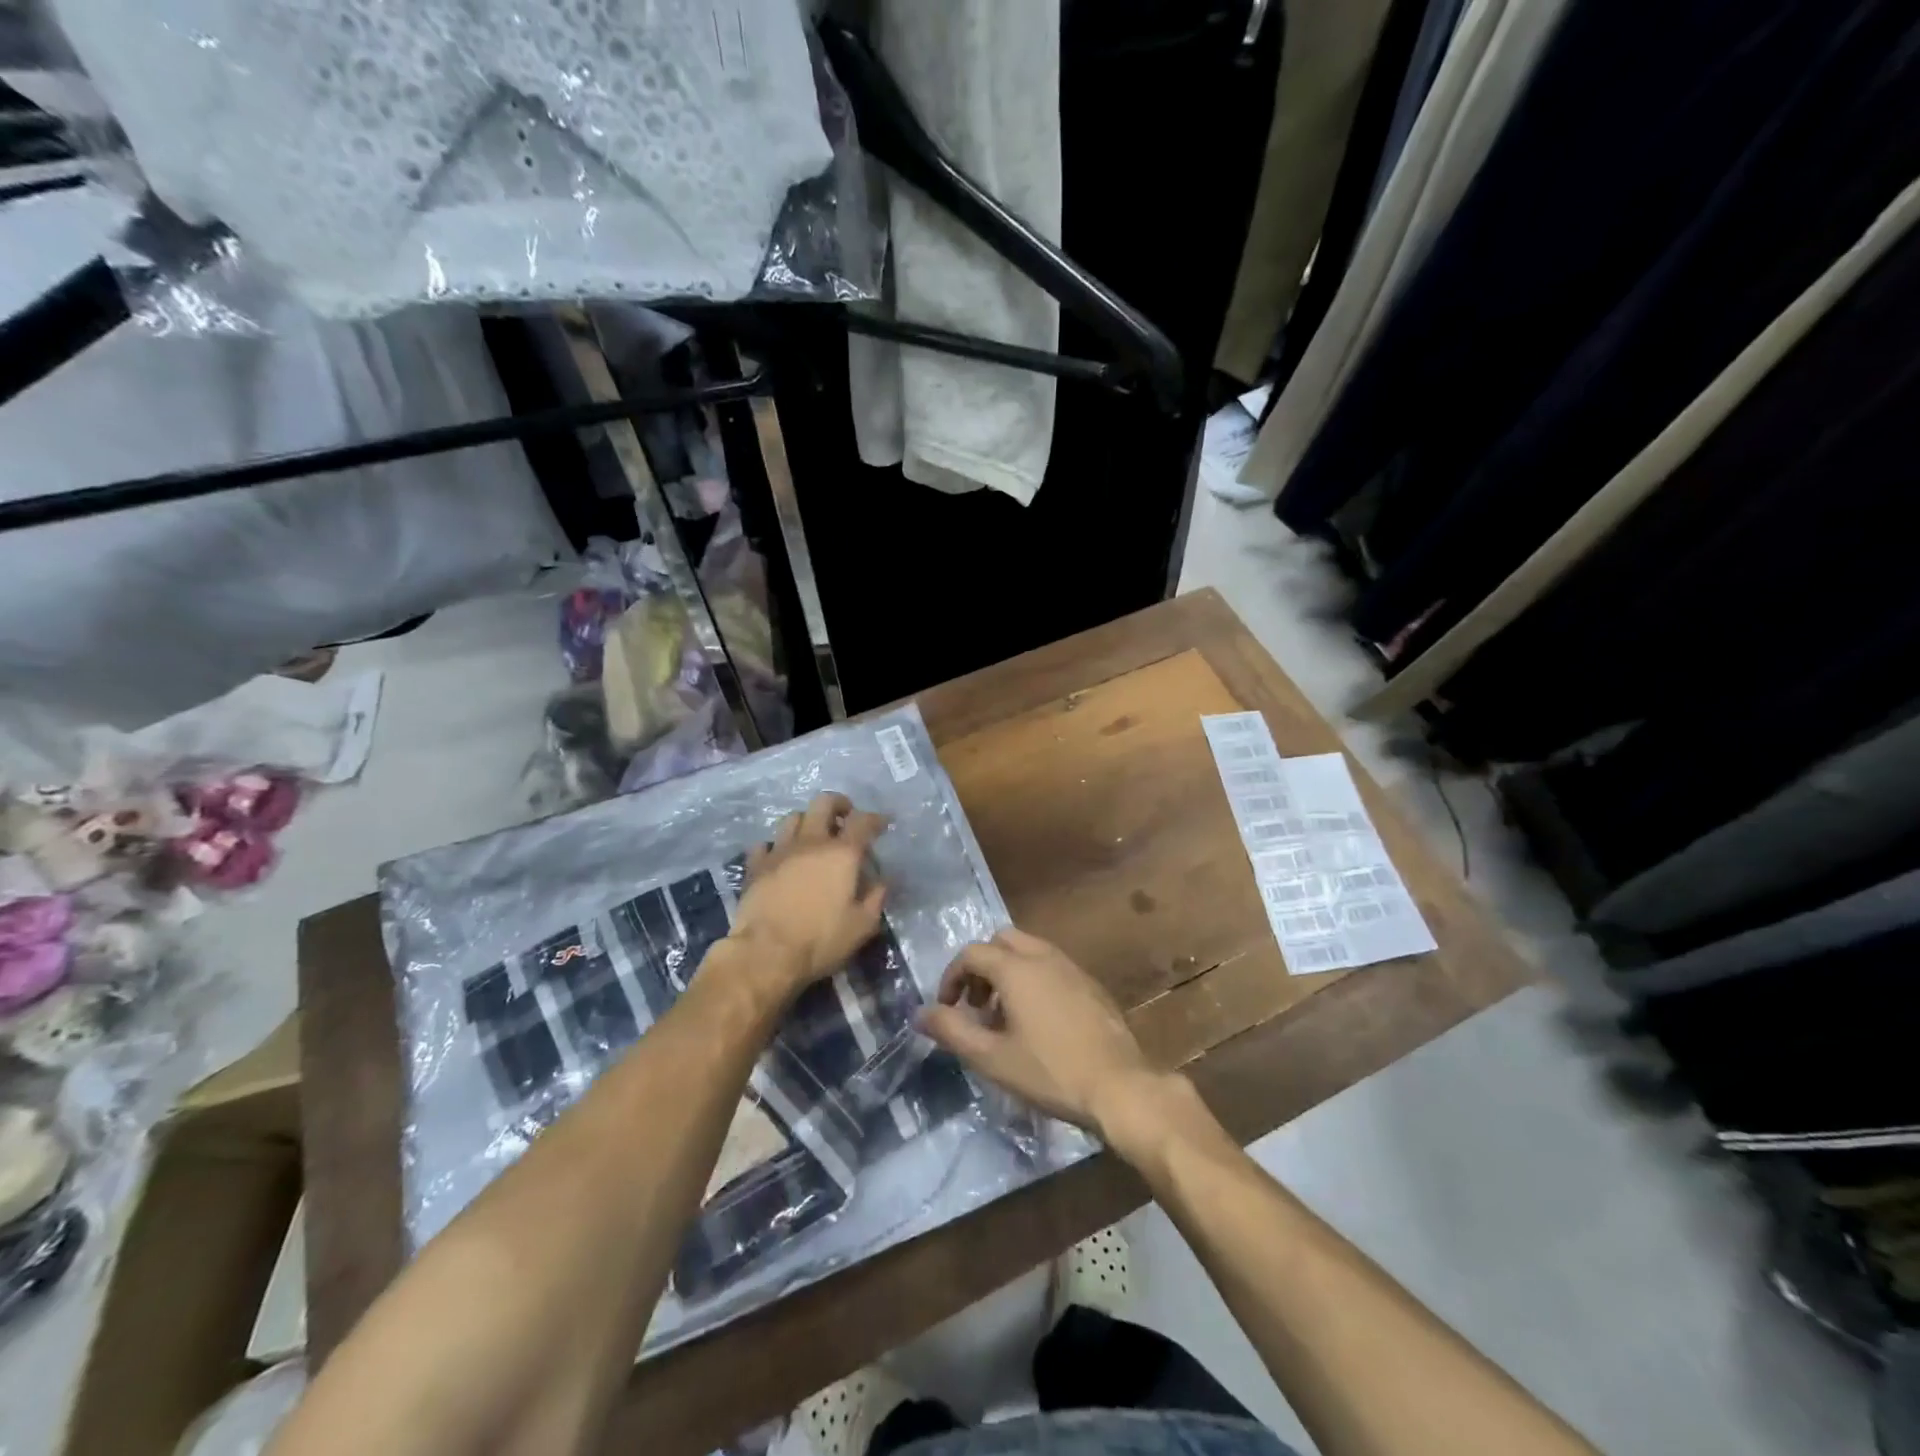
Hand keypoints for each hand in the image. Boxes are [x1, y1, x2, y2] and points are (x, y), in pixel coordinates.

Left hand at [729, 792, 887, 996]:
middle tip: (845, 817)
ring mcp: (780, 851)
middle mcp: (811, 842)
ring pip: (793, 817)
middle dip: (839, 804)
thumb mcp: (862, 925)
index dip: (876, 819)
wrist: (765, 953)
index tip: (883, 823)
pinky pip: (765, 844)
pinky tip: (780, 857)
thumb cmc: (820, 940)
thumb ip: (876, 897)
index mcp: (842, 853)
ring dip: (807, 821)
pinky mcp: (755, 866)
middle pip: (824, 803)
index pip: (863, 821)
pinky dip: (775, 846)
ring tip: (813, 835)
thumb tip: (883, 880)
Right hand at [918, 927, 1161, 1135]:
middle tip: (976, 1006)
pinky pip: (1052, 967)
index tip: (947, 1008)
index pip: (972, 953)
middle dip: (981, 967)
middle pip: (1002, 942)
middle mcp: (1044, 956)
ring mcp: (1072, 967)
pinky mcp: (1091, 984)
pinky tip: (1038, 1022)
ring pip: (1029, 952)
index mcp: (1016, 968)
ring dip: (1008, 973)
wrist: (1119, 1086)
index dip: (951, 977)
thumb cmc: (1050, 1071)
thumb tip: (920, 1014)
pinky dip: (1033, 980)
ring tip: (1004, 1017)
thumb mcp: (992, 1058)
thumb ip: (952, 1031)